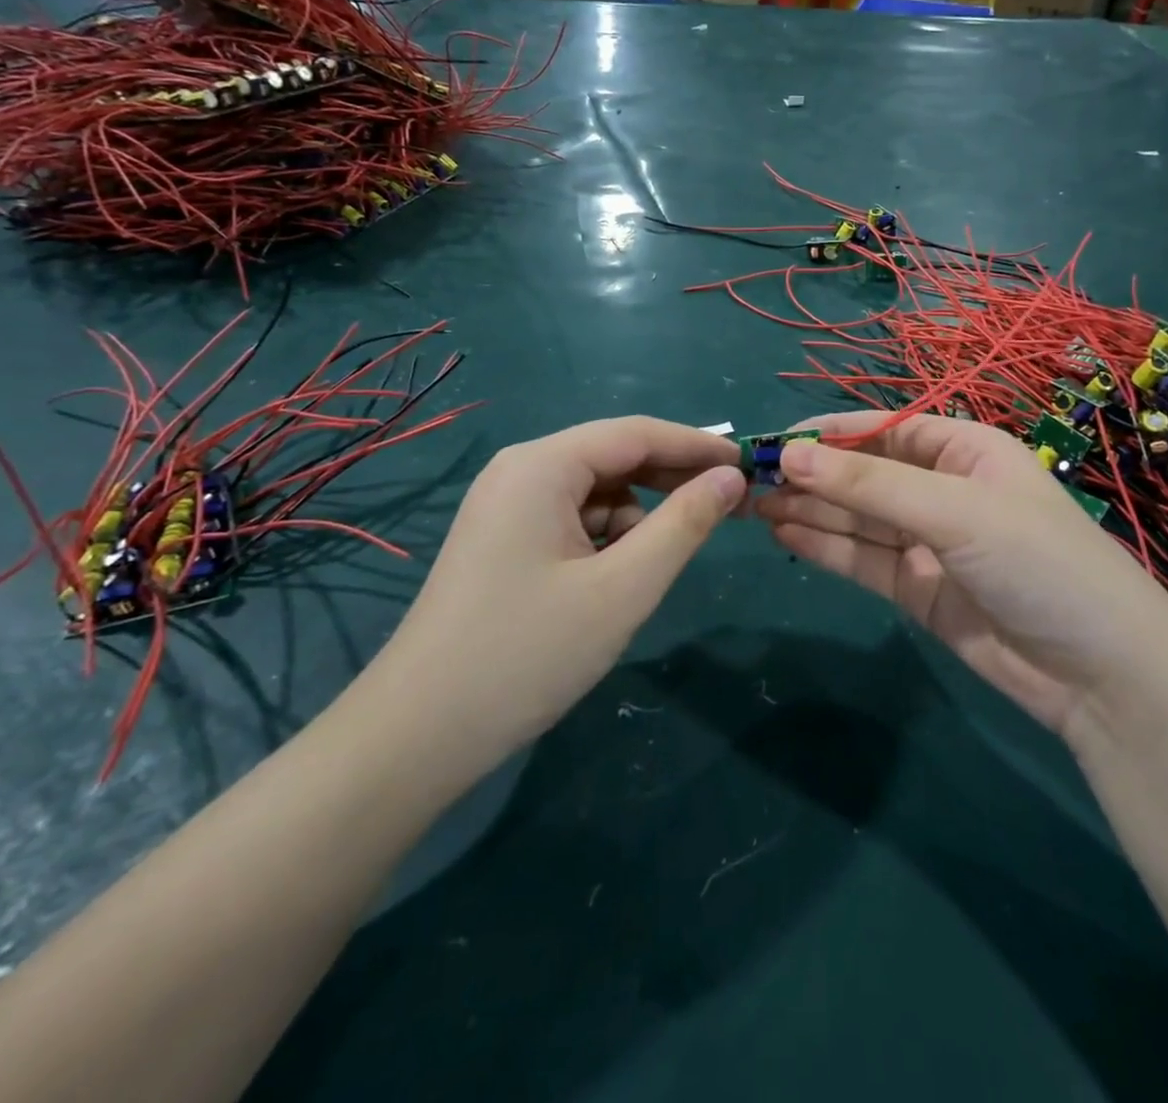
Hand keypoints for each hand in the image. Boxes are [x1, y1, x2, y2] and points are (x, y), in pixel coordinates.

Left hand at [386, 418, 745, 759]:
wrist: (418, 735)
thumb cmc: (528, 653)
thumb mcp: (623, 588)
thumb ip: (684, 525)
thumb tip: (730, 479)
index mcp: (541, 465)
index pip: (637, 433)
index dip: (697, 446)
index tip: (749, 464)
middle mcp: (519, 471)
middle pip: (613, 457)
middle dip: (670, 482)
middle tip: (729, 508)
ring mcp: (505, 506)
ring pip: (594, 494)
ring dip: (636, 520)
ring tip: (652, 570)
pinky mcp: (502, 541)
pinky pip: (571, 521)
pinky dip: (604, 540)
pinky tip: (612, 582)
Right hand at [754, 412, 1167, 735]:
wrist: (1101, 675)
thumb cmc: (1038, 562)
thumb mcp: (955, 512)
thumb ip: (870, 486)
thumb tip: (790, 455)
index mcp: (964, 451)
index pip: (883, 431)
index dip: (829, 435)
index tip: (774, 441)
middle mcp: (943, 490)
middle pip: (864, 476)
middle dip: (810, 476)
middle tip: (747, 479)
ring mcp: (929, 543)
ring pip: (857, 519)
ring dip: (808, 510)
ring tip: (752, 504)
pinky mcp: (918, 590)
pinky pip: (863, 560)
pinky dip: (825, 548)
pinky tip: (784, 535)